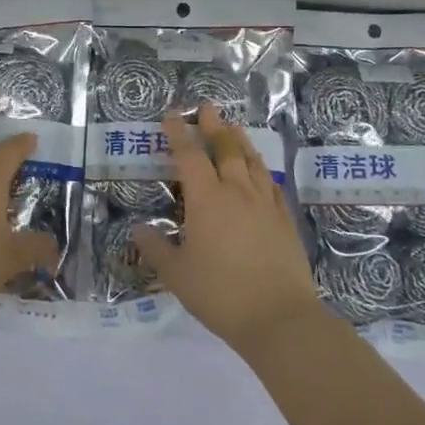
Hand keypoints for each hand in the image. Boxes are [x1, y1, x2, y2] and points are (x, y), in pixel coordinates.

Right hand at [132, 104, 318, 352]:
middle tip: (208, 107)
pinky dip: (262, 171)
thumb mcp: (177, 275)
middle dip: (214, 126)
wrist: (280, 318)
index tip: (171, 116)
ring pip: (253, 162)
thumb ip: (156, 249)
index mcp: (207, 200)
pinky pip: (272, 185)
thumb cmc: (220, 294)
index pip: (189, 156)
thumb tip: (139, 230)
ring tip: (234, 128)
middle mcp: (237, 192)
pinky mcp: (286, 221)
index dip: (179, 134)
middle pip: (226, 149)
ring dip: (240, 141)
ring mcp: (266, 205)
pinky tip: (261, 173)